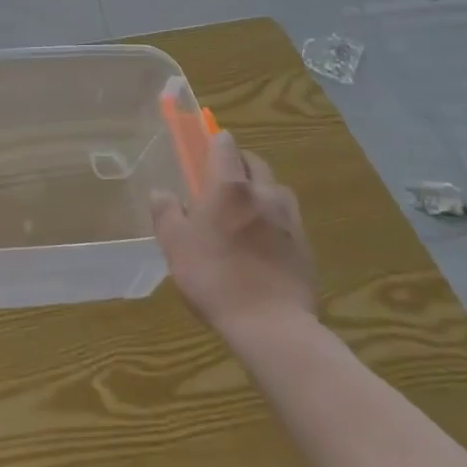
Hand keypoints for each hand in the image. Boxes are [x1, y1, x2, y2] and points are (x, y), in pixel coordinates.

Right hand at [150, 133, 316, 336]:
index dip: (214, 142)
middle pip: (254, 162)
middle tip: (219, 180)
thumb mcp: (175, 245)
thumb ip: (166, 213)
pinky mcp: (305, 245)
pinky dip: (273, 218)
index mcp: (230, 186)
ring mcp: (290, 219)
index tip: (204, 148)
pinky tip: (262, 241)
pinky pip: (287, 218)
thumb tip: (162, 193)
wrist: (271, 325)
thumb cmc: (214, 277)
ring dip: (260, 189)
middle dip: (238, 162)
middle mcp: (264, 193)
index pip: (225, 145)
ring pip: (275, 188)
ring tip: (244, 211)